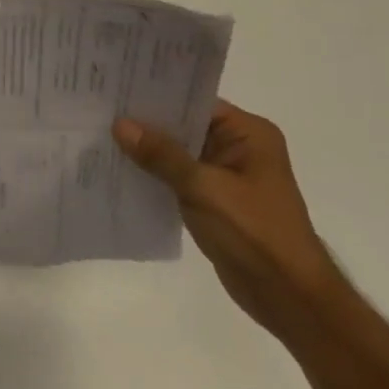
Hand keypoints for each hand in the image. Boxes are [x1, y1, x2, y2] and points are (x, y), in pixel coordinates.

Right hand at [113, 101, 345, 340]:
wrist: (290, 300)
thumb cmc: (255, 234)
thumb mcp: (204, 188)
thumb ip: (161, 154)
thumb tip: (120, 124)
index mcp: (248, 134)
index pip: (193, 100)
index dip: (154, 94)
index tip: (115, 87)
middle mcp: (238, 147)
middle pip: (182, 124)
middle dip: (144, 122)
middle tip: (98, 107)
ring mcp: (225, 174)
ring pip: (176, 151)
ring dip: (145, 149)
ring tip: (99, 132)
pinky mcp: (213, 199)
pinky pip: (176, 175)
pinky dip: (153, 173)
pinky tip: (118, 167)